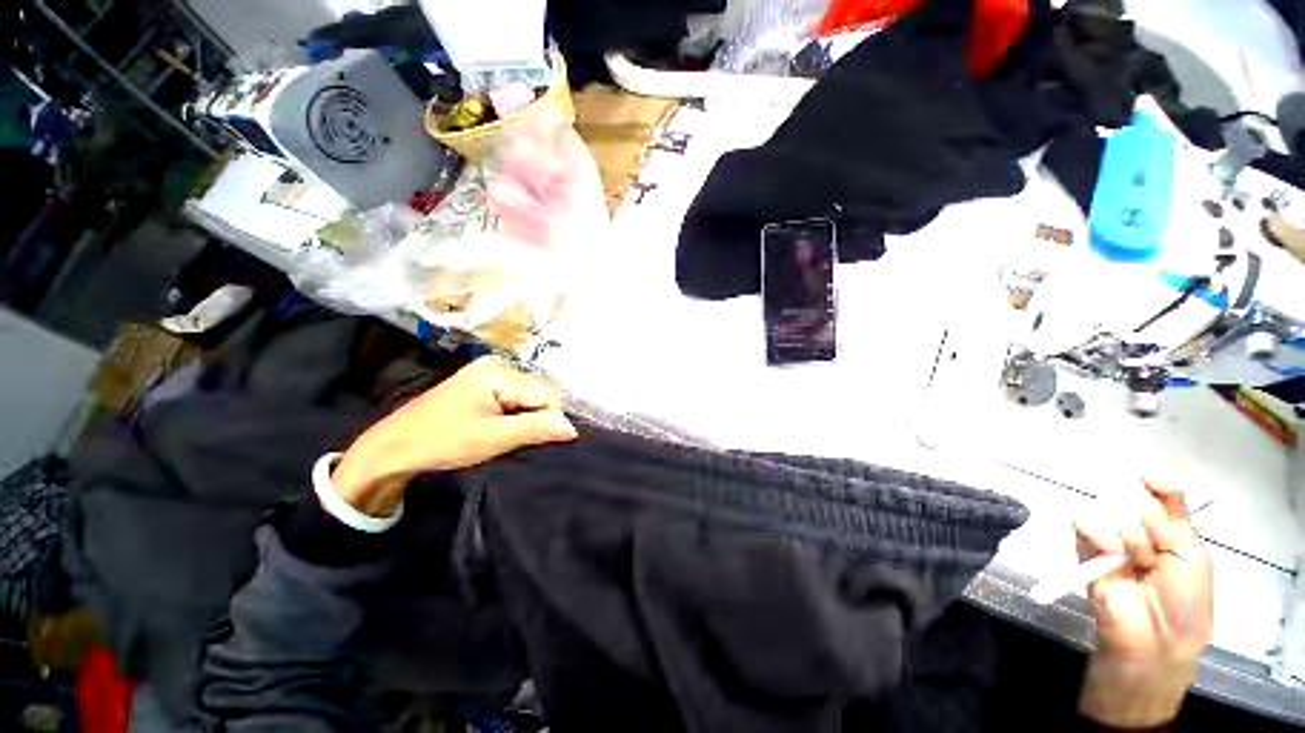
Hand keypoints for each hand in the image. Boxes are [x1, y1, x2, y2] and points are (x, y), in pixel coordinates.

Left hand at [331, 356, 577, 516]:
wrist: (394, 447)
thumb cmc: (443, 441)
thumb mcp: (494, 438)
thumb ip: (536, 429)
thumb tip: (572, 428)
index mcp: (499, 372)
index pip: (545, 395)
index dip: (547, 420)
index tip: (535, 442)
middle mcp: (497, 365)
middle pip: (537, 393)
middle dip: (535, 418)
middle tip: (515, 440)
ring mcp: (488, 373)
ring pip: (526, 397)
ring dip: (525, 418)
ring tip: (506, 436)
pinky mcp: (482, 383)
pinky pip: (513, 398)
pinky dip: (513, 415)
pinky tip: (500, 427)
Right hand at [1074, 477, 1212, 727]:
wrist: (1151, 636)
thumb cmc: (1186, 601)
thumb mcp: (1193, 555)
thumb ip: (1176, 513)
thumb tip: (1154, 472)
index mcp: (1170, 527)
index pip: (1161, 489)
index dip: (1159, 482)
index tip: (1154, 480)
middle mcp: (1140, 527)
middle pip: (1137, 498)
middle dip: (1149, 522)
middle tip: (1156, 552)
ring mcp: (1110, 536)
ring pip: (1111, 508)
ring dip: (1128, 535)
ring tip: (1136, 561)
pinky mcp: (1084, 546)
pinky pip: (1084, 521)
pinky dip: (1099, 533)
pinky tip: (1111, 553)